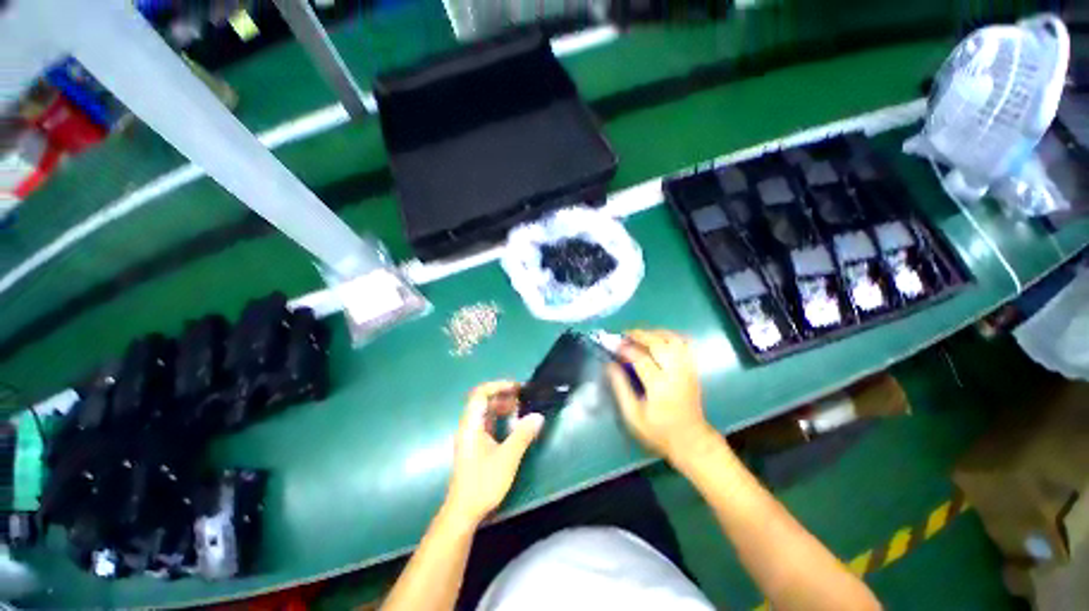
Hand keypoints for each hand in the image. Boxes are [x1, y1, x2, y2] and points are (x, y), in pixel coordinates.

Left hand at [444, 381, 544, 526]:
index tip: (517, 388)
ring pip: (486, 412)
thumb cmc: (483, 483)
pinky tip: (513, 426)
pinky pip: (487, 423)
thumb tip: (538, 416)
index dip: (498, 386)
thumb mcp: (508, 457)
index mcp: (471, 425)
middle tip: (522, 398)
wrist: (464, 512)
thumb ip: (523, 434)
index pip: (480, 394)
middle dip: (503, 395)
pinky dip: (500, 419)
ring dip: (502, 407)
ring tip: (520, 410)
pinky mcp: (475, 446)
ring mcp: (471, 436)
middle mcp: (468, 426)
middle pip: (483, 401)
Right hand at [608, 330, 715, 463]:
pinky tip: (660, 339)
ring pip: (674, 340)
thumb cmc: (658, 431)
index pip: (641, 358)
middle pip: (659, 344)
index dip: (625, 349)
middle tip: (625, 334)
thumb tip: (610, 364)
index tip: (614, 346)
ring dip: (655, 333)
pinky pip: (685, 345)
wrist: (691, 441)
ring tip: (641, 335)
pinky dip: (672, 337)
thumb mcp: (633, 415)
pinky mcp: (693, 370)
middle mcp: (675, 373)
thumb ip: (620, 387)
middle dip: (640, 335)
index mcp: (659, 386)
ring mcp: (687, 370)